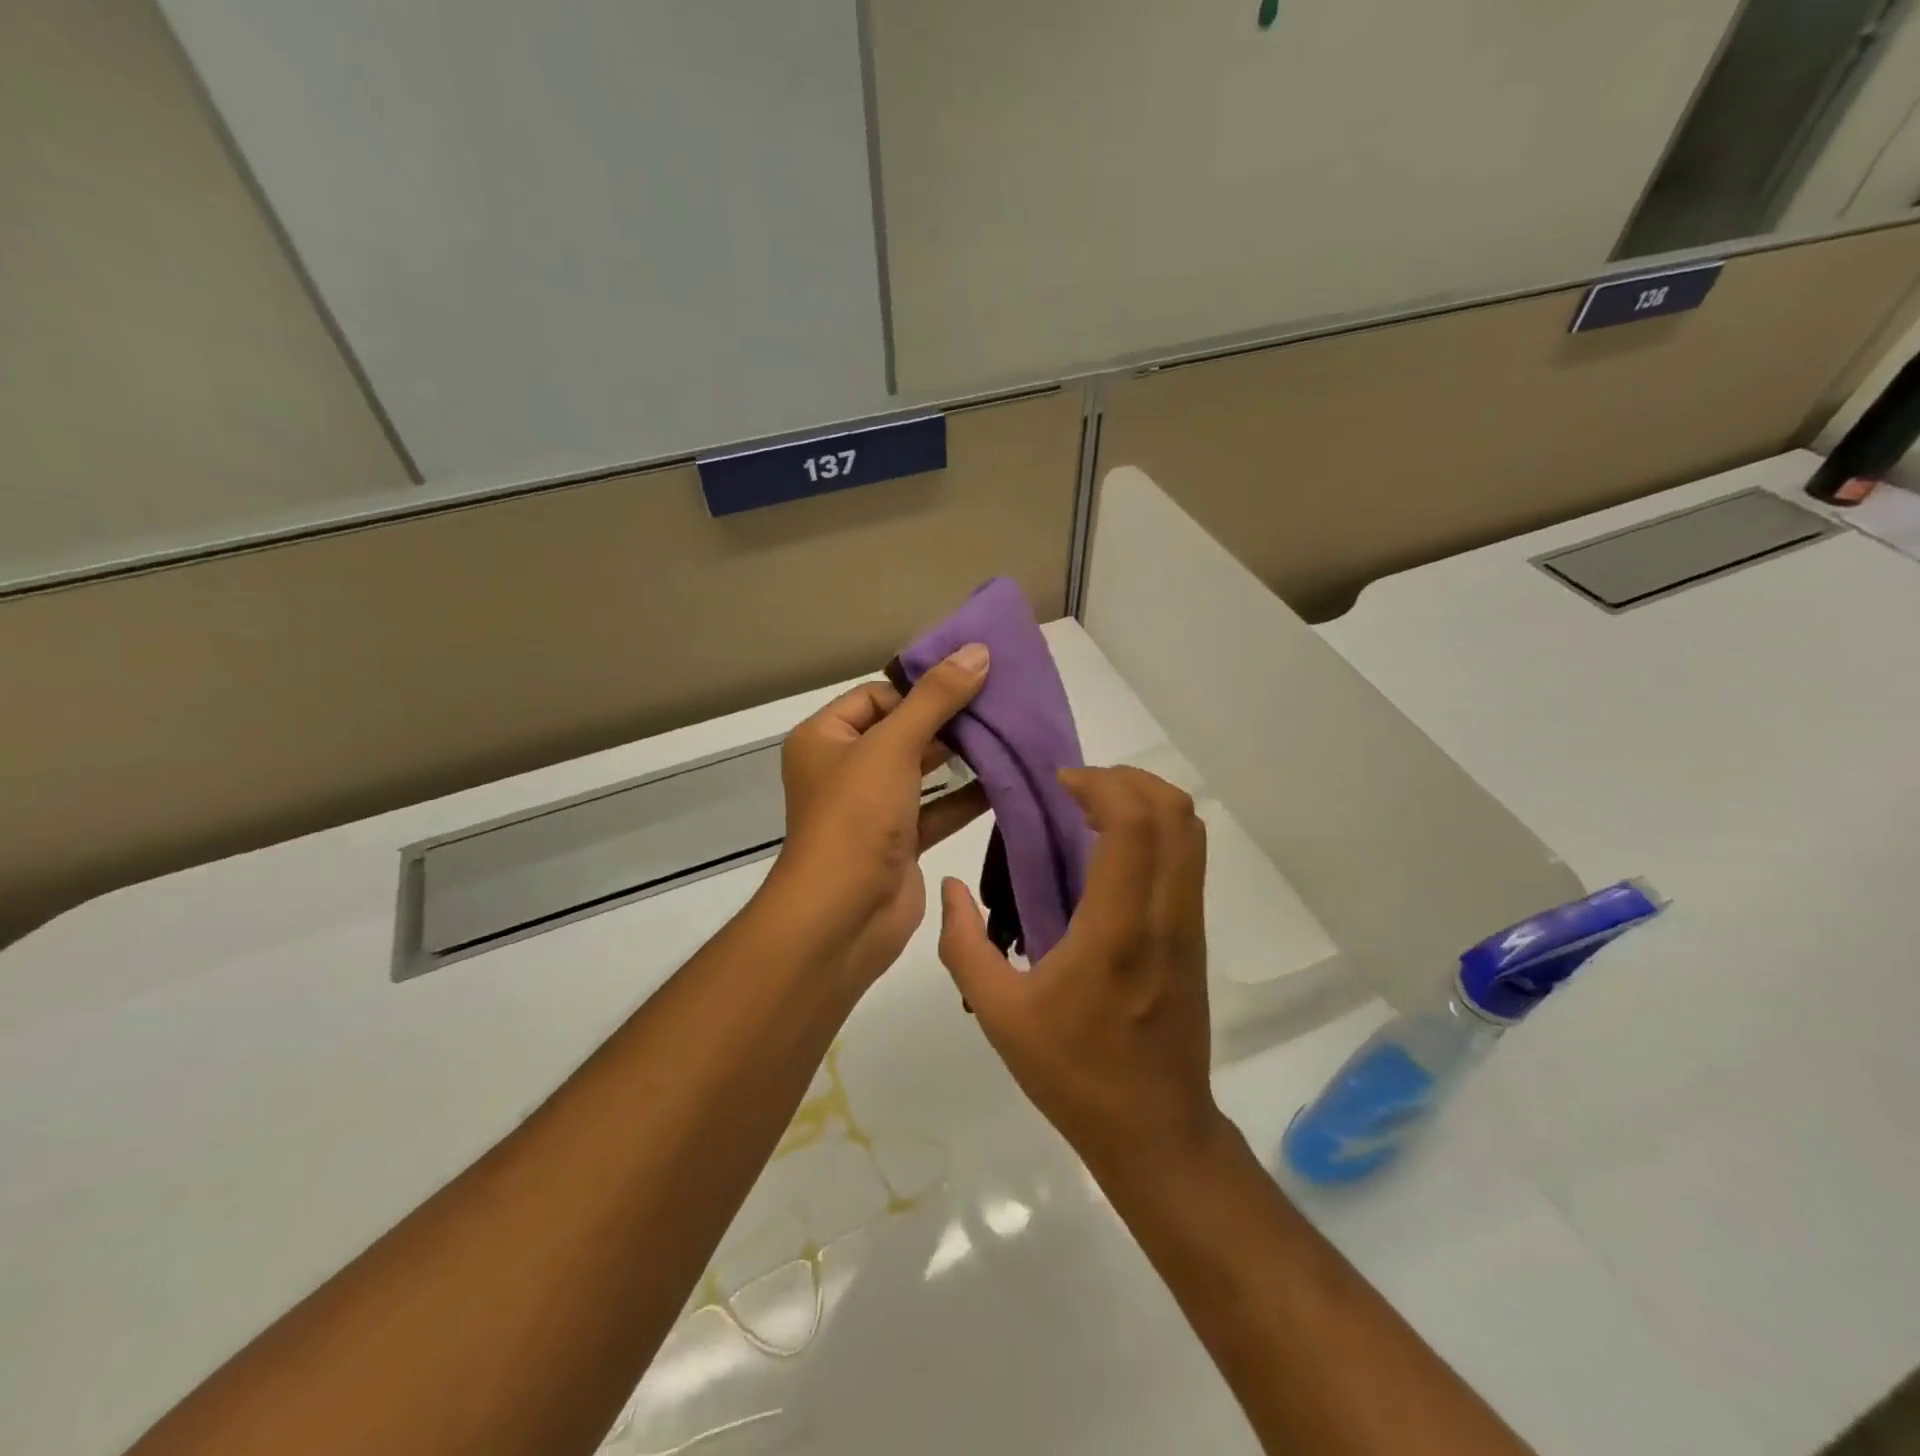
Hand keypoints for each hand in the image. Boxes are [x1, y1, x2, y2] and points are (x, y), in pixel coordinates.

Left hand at [763, 644, 992, 990]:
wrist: (843, 917)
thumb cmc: (856, 817)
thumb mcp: (892, 746)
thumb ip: (936, 698)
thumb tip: (976, 651)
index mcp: (825, 738)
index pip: (875, 696)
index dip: (918, 688)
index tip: (967, 683)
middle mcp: (845, 769)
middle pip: (902, 731)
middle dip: (947, 720)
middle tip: (998, 705)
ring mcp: (872, 809)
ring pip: (921, 772)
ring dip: (960, 758)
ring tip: (1008, 736)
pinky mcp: (899, 843)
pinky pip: (937, 810)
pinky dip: (966, 798)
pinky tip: (1004, 782)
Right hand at [937, 766, 1224, 1177]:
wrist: (1156, 1131)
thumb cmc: (1075, 1074)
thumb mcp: (999, 1016)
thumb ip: (965, 945)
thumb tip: (951, 887)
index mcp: (1117, 930)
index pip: (1134, 825)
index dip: (1101, 785)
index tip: (1059, 784)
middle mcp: (1165, 915)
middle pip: (1175, 812)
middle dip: (1127, 779)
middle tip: (1077, 788)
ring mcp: (1188, 924)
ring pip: (1190, 831)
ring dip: (1145, 801)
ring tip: (1093, 810)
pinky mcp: (1194, 936)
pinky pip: (1186, 859)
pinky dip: (1155, 830)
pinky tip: (1110, 852)